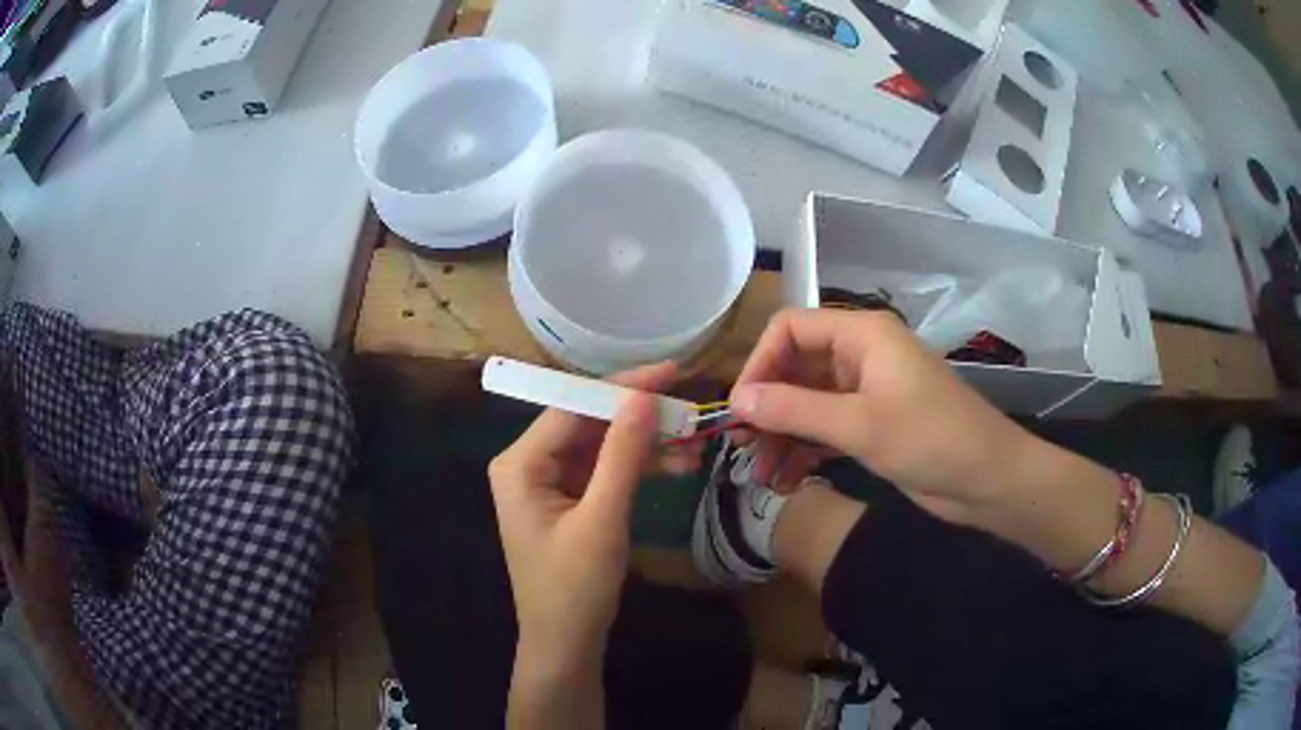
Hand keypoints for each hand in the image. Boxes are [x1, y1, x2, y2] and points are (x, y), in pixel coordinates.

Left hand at [489, 362, 693, 669]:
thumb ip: (622, 455)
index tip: (670, 371)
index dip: (622, 386)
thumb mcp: (602, 519)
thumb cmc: (575, 587)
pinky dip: (637, 467)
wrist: (566, 643)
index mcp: (520, 463)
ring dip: (644, 444)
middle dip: (638, 417)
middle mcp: (528, 464)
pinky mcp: (568, 500)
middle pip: (587, 423)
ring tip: (692, 441)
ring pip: (601, 446)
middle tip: (687, 408)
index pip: (572, 407)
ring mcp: (548, 482)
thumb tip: (642, 395)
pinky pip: (604, 470)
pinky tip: (676, 465)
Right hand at [728, 309, 1040, 523]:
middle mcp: (861, 355)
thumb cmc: (930, 439)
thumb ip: (794, 410)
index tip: (739, 408)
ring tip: (762, 476)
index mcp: (862, 335)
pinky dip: (805, 451)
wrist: (987, 479)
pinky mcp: (873, 424)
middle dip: (768, 408)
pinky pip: (826, 429)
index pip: (791, 329)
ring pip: (808, 403)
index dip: (760, 363)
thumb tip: (737, 401)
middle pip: (796, 368)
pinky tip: (788, 482)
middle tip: (742, 447)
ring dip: (783, 437)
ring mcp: (867, 391)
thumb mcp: (858, 425)